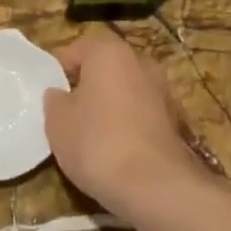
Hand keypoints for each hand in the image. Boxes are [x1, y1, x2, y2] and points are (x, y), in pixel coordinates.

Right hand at [44, 27, 206, 217]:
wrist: (154, 185)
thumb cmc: (96, 142)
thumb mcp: (57, 122)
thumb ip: (55, 101)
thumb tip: (60, 94)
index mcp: (110, 53)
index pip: (83, 45)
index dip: (65, 66)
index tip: (55, 91)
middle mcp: (141, 63)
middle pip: (109, 67)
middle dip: (91, 85)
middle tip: (72, 112)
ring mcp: (163, 92)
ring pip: (128, 91)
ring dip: (112, 106)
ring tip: (93, 135)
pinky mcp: (176, 122)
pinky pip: (143, 114)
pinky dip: (130, 125)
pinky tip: (116, 150)